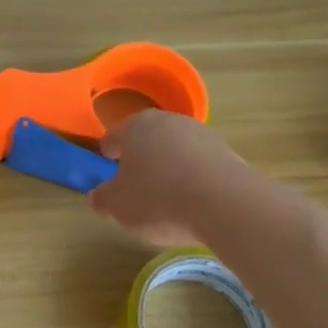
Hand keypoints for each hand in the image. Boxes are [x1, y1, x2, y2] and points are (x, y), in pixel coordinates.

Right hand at [89, 110, 239, 246]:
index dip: (106, 156)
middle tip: (136, 190)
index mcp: (136, 126)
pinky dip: (193, 180)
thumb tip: (98, 195)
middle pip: (147, 141)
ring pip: (175, 151)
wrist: (225, 204)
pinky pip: (200, 166)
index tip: (107, 175)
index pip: (112, 137)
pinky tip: (194, 203)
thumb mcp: (118, 206)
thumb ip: (102, 198)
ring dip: (169, 169)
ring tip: (168, 201)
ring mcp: (202, 134)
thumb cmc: (159, 198)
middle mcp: (169, 121)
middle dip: (140, 161)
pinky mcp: (228, 152)